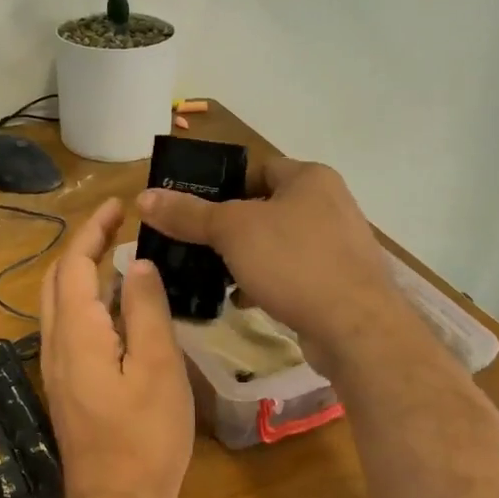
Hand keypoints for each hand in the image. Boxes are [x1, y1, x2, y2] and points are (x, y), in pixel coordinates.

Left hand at [39, 198, 193, 497]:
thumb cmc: (145, 438)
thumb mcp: (158, 368)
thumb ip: (146, 311)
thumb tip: (138, 265)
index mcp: (77, 333)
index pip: (74, 265)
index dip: (92, 230)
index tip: (117, 206)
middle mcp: (56, 344)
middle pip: (58, 280)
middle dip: (83, 246)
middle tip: (118, 225)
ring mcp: (57, 368)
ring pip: (60, 304)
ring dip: (83, 272)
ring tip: (121, 255)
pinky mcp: (67, 385)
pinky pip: (70, 326)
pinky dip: (88, 300)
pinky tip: (119, 306)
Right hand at [137, 156, 402, 374]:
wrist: (355, 327)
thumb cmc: (294, 262)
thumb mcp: (232, 232)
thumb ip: (189, 214)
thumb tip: (143, 198)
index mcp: (310, 178)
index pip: (257, 170)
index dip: (222, 187)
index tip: (192, 210)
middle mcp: (329, 204)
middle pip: (265, 208)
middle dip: (230, 229)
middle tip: (195, 245)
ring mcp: (338, 245)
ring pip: (278, 244)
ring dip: (246, 259)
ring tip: (213, 275)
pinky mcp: (339, 281)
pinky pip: (293, 274)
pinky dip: (267, 282)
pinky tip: (243, 300)